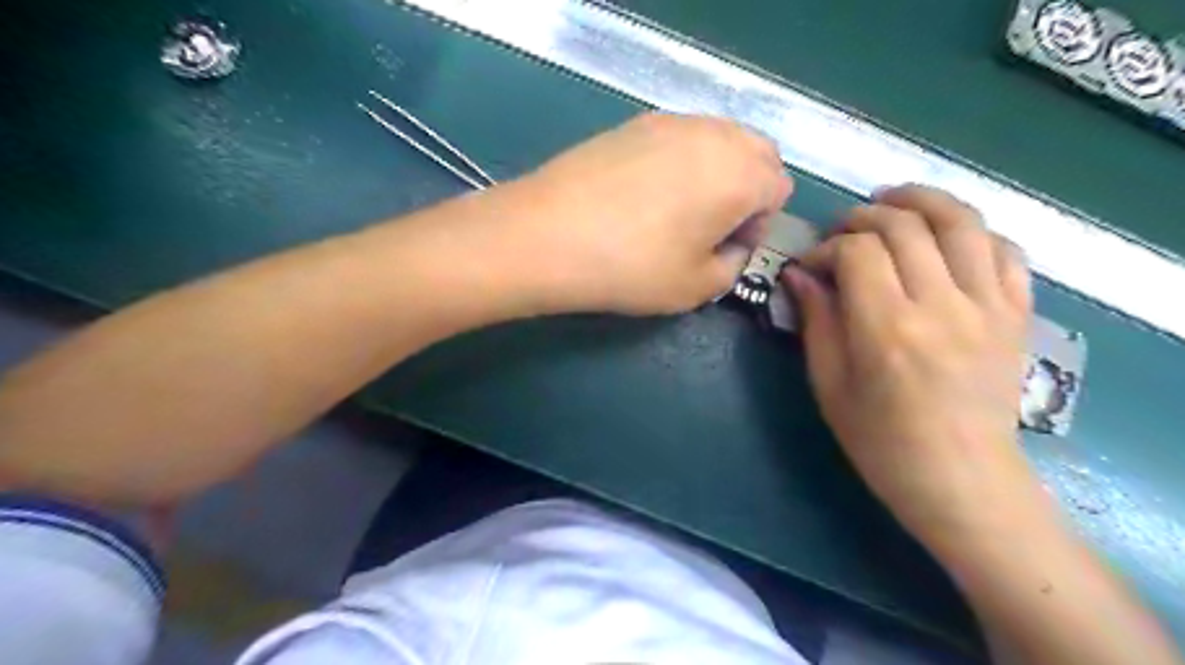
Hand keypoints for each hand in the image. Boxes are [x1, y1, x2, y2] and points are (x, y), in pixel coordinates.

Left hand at [497, 112, 788, 312]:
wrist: (548, 235)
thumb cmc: (632, 267)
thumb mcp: (696, 287)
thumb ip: (733, 265)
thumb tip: (731, 245)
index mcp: (741, 174)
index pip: (779, 187)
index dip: (759, 223)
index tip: (725, 248)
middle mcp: (715, 134)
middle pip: (757, 152)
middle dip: (747, 189)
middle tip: (709, 227)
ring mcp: (672, 121)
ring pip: (719, 139)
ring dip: (716, 171)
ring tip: (677, 210)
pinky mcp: (634, 121)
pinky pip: (680, 136)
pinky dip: (682, 159)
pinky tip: (645, 193)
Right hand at [786, 185, 1044, 552]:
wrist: (961, 479)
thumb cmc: (880, 441)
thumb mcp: (829, 385)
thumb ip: (816, 322)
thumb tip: (799, 274)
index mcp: (887, 329)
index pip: (858, 253)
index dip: (827, 248)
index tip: (811, 264)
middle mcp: (942, 306)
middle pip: (905, 226)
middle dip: (864, 217)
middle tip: (842, 230)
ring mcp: (988, 307)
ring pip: (961, 222)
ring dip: (921, 200)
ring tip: (893, 200)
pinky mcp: (1016, 314)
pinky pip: (1004, 250)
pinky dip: (972, 230)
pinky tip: (945, 235)